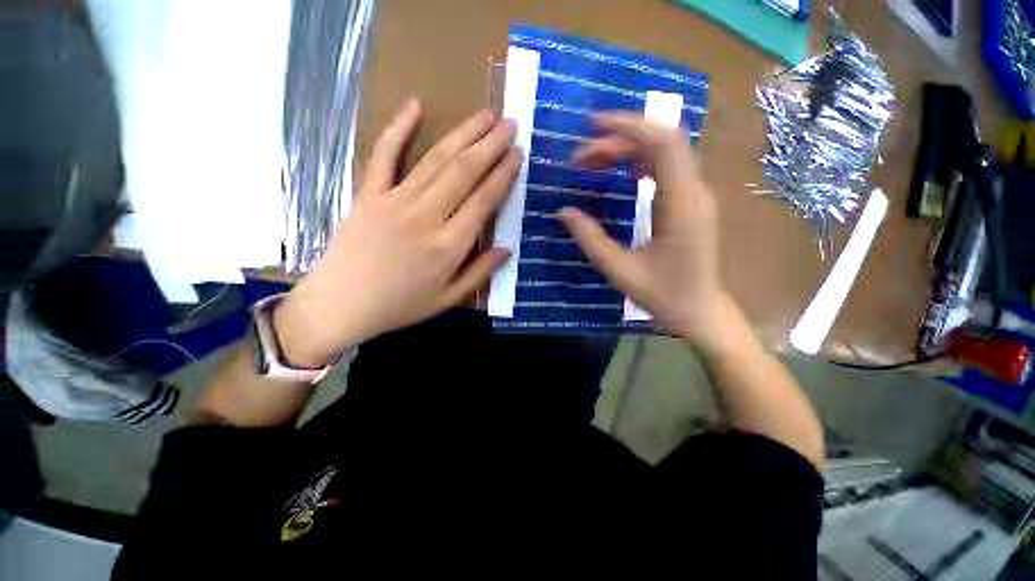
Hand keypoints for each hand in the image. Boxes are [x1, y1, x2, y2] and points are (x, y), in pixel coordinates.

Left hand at [274, 100, 521, 366]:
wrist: (342, 305)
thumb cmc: (400, 306)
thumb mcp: (448, 298)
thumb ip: (480, 273)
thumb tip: (508, 250)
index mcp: (449, 246)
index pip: (483, 201)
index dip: (503, 175)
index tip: (518, 154)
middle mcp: (426, 217)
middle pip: (464, 172)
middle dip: (490, 144)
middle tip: (509, 123)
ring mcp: (394, 201)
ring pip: (435, 160)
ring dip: (463, 133)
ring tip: (485, 114)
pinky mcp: (368, 194)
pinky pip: (383, 155)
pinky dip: (398, 128)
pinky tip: (414, 105)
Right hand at [559, 112, 723, 342]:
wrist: (699, 310)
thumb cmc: (663, 295)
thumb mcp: (620, 271)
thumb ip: (591, 240)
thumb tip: (564, 212)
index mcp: (681, 206)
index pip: (663, 144)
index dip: (629, 126)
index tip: (592, 126)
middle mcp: (694, 192)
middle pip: (660, 143)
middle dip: (617, 141)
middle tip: (579, 159)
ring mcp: (695, 195)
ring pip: (663, 153)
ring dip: (625, 150)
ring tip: (591, 163)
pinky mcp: (690, 201)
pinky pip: (665, 168)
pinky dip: (638, 162)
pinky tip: (618, 171)